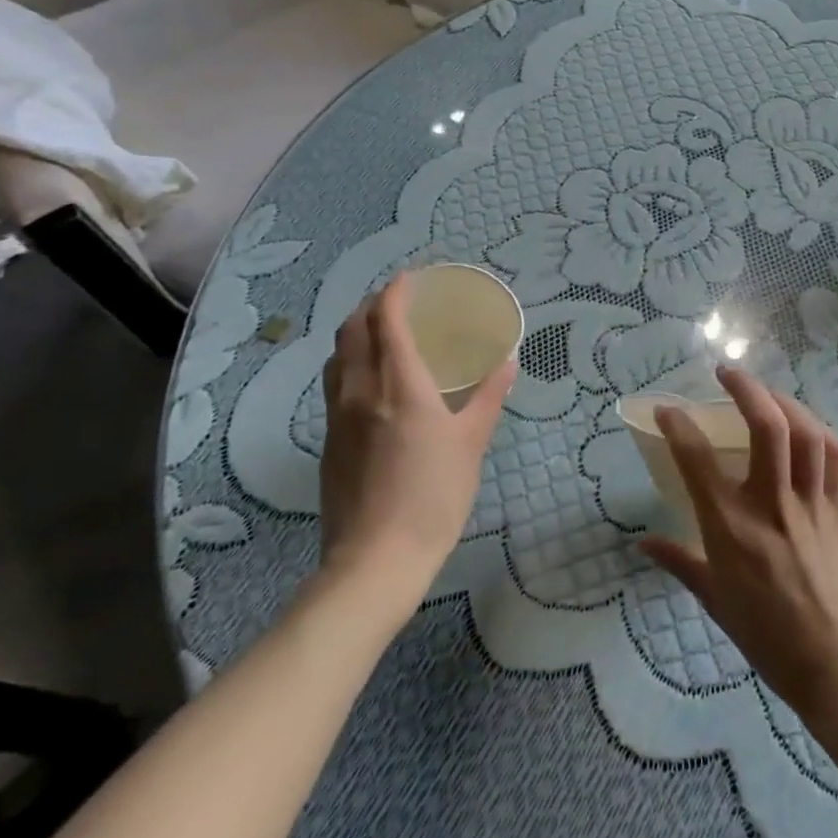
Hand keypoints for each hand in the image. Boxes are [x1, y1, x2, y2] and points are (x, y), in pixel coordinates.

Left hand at [319, 272, 515, 581]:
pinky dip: (350, 363)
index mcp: (399, 384)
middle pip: (352, 329)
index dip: (395, 292)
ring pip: (337, 356)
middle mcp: (361, 390)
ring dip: (355, 333)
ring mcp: (337, 416)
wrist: (375, 560)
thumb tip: (508, 361)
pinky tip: (371, 382)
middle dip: (371, 305)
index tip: (410, 278)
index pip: (386, 319)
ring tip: (380, 334)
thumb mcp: (472, 443)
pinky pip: (334, 384)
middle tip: (398, 301)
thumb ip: (489, 397)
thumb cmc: (433, 496)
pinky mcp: (328, 441)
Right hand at [640, 366, 837, 724]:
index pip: (697, 459)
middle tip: (727, 373)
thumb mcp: (715, 601)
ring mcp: (812, 503)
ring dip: (783, 400)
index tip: (667, 409)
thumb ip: (679, 562)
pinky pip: (836, 454)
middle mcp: (771, 504)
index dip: (677, 424)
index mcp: (731, 528)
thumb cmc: (769, 638)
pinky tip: (806, 425)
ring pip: (804, 431)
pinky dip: (819, 430)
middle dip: (745, 388)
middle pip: (765, 425)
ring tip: (766, 392)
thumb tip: (643, 543)